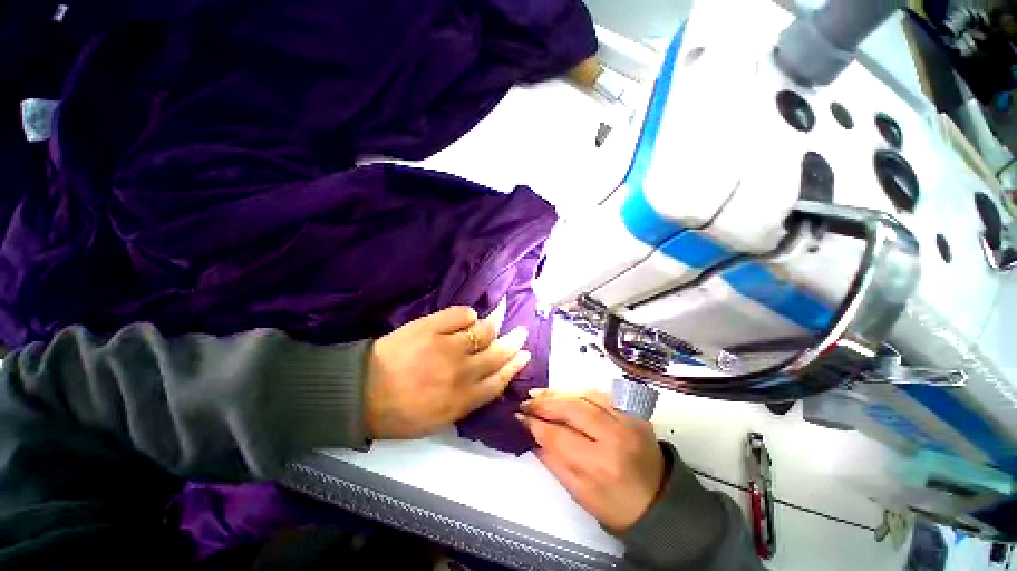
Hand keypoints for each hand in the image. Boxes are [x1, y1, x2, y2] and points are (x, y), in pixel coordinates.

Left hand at [366, 306, 530, 439]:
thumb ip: (466, 401)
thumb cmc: (398, 412)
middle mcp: (461, 372)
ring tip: (494, 323)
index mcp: (462, 399)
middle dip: (513, 342)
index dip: (514, 366)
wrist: (360, 392)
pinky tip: (468, 317)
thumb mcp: (437, 420)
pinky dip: (469, 315)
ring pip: (483, 331)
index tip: (524, 355)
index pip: (499, 380)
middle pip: (497, 353)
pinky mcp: (431, 326)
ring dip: (492, 326)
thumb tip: (487, 379)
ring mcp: (447, 346)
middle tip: (521, 333)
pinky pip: (462, 314)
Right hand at [517, 390, 665, 533]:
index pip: (559, 436)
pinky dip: (579, 392)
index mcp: (600, 464)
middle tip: (526, 402)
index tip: (519, 417)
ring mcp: (628, 419)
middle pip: (572, 408)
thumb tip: (531, 434)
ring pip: (586, 395)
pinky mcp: (634, 411)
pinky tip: (565, 394)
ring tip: (539, 394)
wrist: (661, 502)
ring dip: (559, 393)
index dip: (535, 424)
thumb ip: (553, 461)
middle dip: (545, 403)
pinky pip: (601, 394)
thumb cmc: (617, 506)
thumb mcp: (579, 494)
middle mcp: (615, 436)